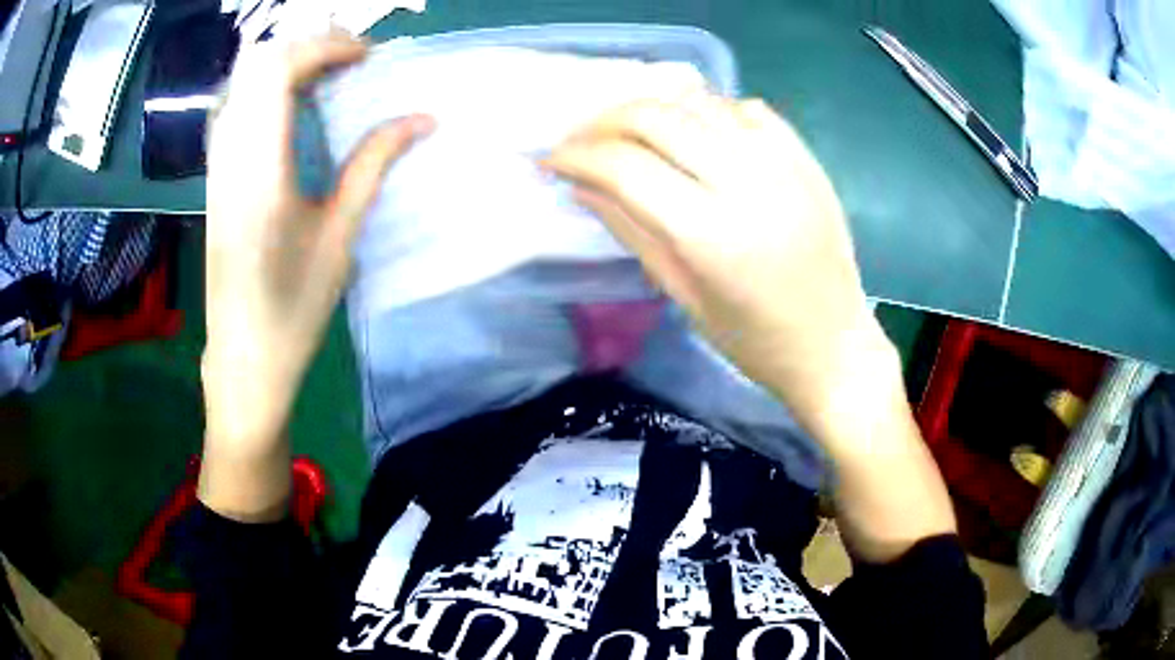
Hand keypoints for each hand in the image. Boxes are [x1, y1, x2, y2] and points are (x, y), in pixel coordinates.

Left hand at [203, 32, 431, 455]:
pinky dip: (269, 90)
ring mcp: (217, 166)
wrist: (244, 356)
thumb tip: (422, 118)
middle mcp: (230, 156)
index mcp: (260, 168)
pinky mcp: (216, 178)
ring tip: (330, 76)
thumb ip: (374, 164)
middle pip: (258, 65)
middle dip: (309, 47)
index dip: (326, 46)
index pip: (280, 71)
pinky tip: (296, 109)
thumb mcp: (340, 235)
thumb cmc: (293, 306)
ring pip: (244, 84)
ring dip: (288, 65)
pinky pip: (237, 109)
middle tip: (352, 59)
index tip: (367, 55)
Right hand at [545, 93, 890, 433]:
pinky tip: (695, 133)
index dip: (577, 155)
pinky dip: (709, 110)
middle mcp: (747, 182)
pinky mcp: (805, 158)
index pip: (625, 167)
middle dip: (604, 120)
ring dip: (652, 108)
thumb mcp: (682, 294)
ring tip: (628, 131)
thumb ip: (630, 230)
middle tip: (582, 139)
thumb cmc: (754, 341)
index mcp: (711, 233)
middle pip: (657, 117)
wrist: (833, 345)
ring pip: (698, 102)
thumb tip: (581, 185)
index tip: (551, 159)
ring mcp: (782, 162)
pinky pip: (745, 108)